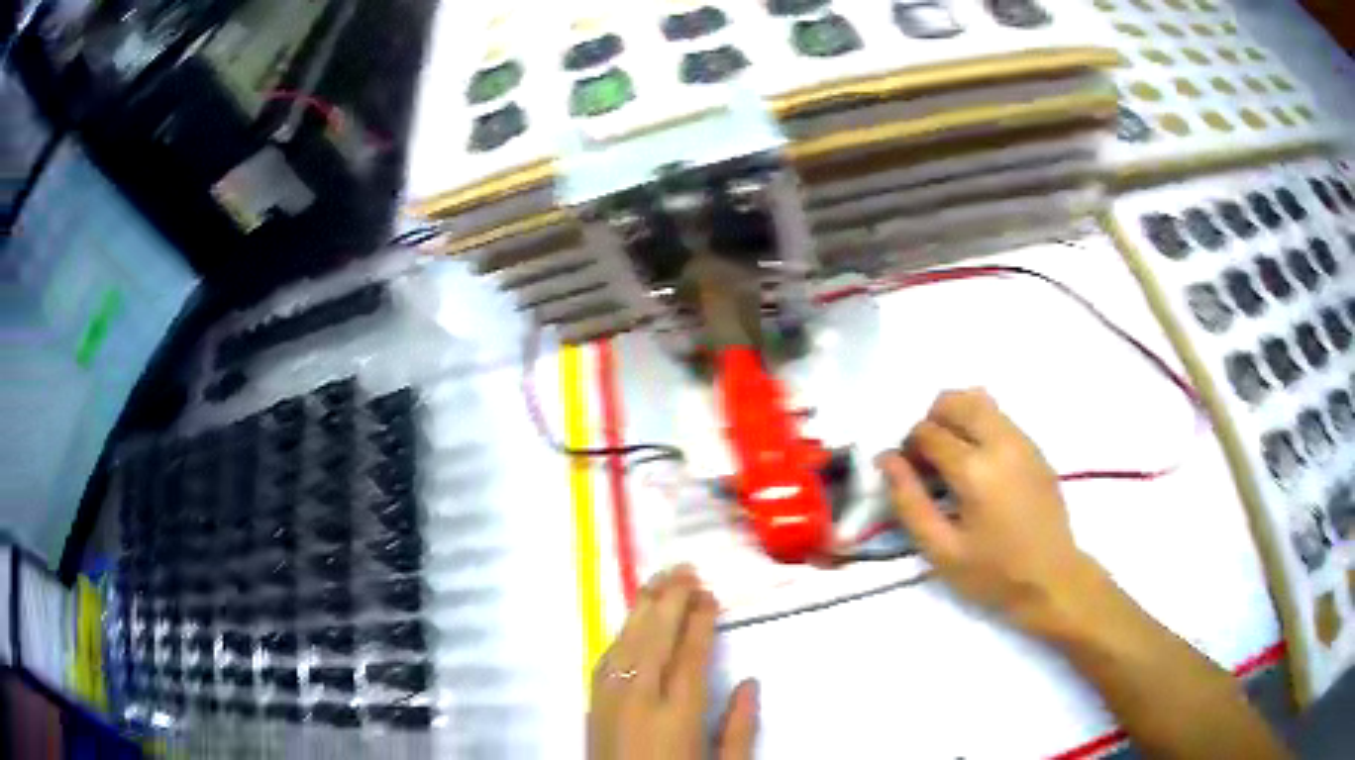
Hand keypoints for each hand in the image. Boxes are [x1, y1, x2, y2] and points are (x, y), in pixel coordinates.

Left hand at [588, 566, 758, 759]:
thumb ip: (739, 728)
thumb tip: (750, 682)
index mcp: (678, 716)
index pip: (690, 655)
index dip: (699, 621)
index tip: (709, 593)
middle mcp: (639, 700)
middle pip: (654, 638)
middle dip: (670, 600)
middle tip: (684, 568)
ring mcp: (609, 701)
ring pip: (625, 642)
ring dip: (642, 608)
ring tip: (659, 578)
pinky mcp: (592, 706)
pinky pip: (605, 659)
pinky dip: (620, 634)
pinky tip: (630, 622)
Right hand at [876, 389, 1098, 636]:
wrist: (1053, 580)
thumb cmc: (993, 573)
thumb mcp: (941, 549)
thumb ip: (909, 502)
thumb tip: (886, 460)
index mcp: (975, 469)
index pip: (928, 432)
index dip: (908, 448)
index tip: (907, 474)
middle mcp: (1001, 442)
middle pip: (955, 400)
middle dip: (932, 421)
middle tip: (928, 461)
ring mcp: (1023, 441)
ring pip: (980, 401)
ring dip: (956, 419)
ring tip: (952, 460)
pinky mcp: (1036, 448)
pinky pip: (1000, 418)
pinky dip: (979, 427)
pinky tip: (979, 467)